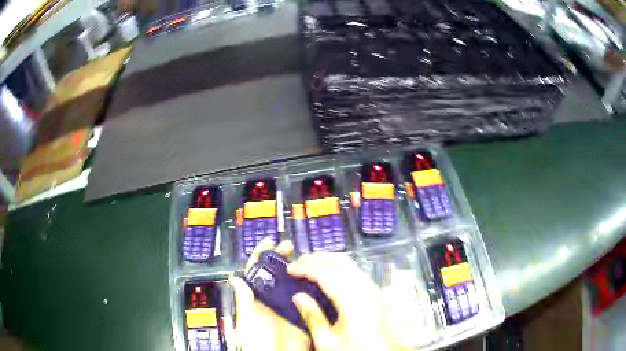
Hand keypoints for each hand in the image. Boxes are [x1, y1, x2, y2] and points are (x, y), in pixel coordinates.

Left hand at [230, 238, 310, 350]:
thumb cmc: (257, 339)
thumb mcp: (247, 319)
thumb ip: (243, 299)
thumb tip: (235, 277)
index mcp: (257, 298)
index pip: (257, 272)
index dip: (262, 256)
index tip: (269, 241)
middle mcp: (272, 299)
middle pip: (277, 273)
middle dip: (282, 258)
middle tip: (289, 246)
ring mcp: (289, 305)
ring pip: (293, 282)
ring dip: (298, 268)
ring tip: (305, 256)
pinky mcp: (303, 312)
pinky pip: (308, 296)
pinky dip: (312, 285)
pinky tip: (317, 276)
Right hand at [288, 252, 403, 350]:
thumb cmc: (353, 350)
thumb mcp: (327, 341)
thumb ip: (313, 317)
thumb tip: (297, 296)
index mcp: (353, 302)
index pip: (327, 275)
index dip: (306, 268)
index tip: (289, 269)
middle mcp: (366, 290)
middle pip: (340, 263)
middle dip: (317, 259)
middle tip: (297, 263)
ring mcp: (373, 290)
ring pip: (350, 265)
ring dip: (328, 261)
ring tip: (309, 265)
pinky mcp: (375, 293)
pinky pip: (356, 272)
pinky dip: (339, 267)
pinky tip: (328, 274)